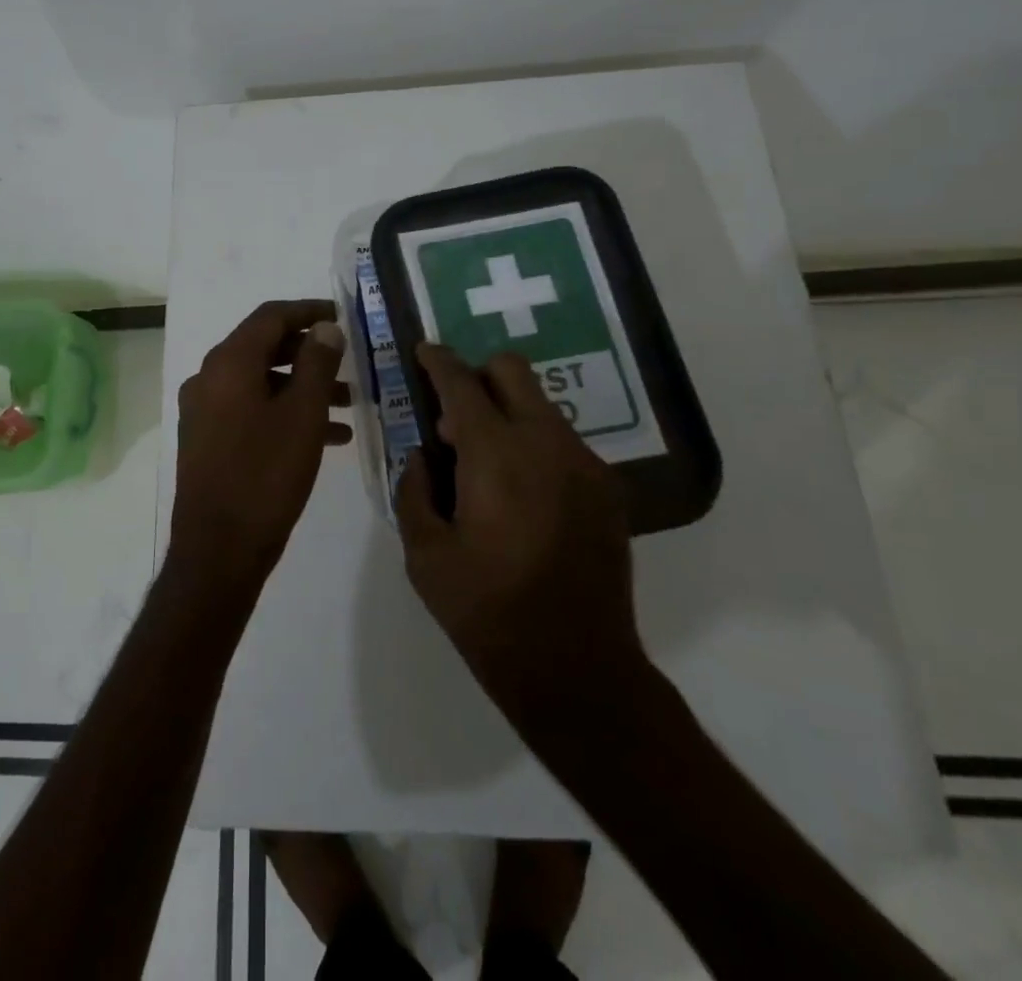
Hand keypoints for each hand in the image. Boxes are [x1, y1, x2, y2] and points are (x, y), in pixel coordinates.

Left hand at [170, 299, 351, 592]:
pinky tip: (326, 436)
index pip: (270, 316)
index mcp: (228, 363)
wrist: (218, 550)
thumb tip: (325, 328)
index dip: (308, 311)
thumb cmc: (265, 475)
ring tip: (348, 405)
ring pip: (261, 382)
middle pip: (264, 347)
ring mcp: (204, 411)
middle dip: (310, 353)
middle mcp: (209, 378)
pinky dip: (285, 413)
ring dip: (303, 387)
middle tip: (348, 362)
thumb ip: (317, 364)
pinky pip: (251, 410)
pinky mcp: (207, 440)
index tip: (342, 317)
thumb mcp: (303, 415)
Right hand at [394, 343, 645, 731]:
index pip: (462, 383)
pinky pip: (561, 441)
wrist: (578, 671)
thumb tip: (422, 455)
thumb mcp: (425, 556)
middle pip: (512, 371)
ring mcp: (584, 464)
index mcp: (496, 456)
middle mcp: (546, 444)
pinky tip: (520, 496)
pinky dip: (532, 445)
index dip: (438, 360)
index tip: (423, 351)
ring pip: (539, 405)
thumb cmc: (488, 613)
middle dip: (477, 375)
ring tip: (484, 467)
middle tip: (453, 418)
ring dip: (505, 414)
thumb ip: (414, 490)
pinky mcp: (607, 489)